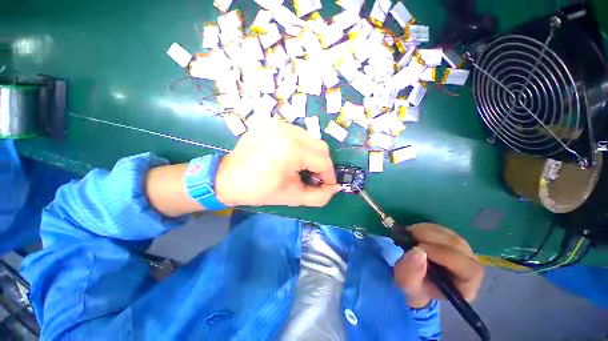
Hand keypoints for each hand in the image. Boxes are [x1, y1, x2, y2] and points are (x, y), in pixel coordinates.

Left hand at [215, 120, 339, 206]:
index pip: (323, 160)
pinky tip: (291, 157)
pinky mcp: (271, 123)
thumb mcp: (292, 197)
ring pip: (309, 139)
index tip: (326, 185)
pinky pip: (296, 134)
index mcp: (292, 149)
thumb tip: (335, 188)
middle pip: (320, 146)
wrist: (227, 178)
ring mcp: (278, 124)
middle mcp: (287, 130)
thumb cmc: (259, 190)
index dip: (329, 174)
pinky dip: (300, 147)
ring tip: (301, 167)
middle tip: (314, 177)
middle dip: (321, 164)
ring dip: (311, 154)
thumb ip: (319, 196)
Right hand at [393, 223, 482, 307]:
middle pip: (458, 246)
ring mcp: (462, 251)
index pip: (470, 270)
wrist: (413, 277)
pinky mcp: (451, 239)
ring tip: (409, 236)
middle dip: (431, 238)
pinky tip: (413, 234)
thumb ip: (410, 272)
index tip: (419, 248)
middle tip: (408, 237)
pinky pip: (441, 229)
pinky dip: (424, 228)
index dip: (446, 256)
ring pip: (449, 235)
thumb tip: (417, 251)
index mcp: (465, 287)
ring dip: (425, 231)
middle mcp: (469, 267)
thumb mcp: (406, 284)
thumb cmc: (413, 285)